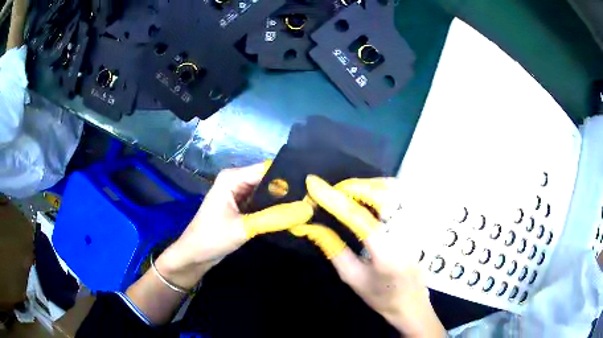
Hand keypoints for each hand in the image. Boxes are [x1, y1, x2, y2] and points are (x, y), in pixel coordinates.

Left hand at [156, 162, 313, 289]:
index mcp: (233, 178)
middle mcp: (236, 180)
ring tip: (308, 205)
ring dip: (283, 200)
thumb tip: (308, 209)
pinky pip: (262, 202)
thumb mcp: (244, 228)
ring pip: (267, 192)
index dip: (289, 176)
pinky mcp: (241, 206)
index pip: (267, 169)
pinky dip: (274, 208)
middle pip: (268, 179)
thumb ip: (274, 217)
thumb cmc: (212, 238)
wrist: (195, 255)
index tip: (312, 186)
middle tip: (314, 199)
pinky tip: (292, 213)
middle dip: (289, 189)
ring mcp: (239, 193)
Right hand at [291, 176, 445, 337]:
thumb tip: (311, 224)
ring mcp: (418, 224)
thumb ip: (333, 249)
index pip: (358, 218)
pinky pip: (401, 192)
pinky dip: (381, 186)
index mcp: (387, 254)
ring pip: (392, 187)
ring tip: (345, 192)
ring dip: (365, 184)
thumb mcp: (352, 277)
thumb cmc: (380, 296)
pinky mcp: (422, 220)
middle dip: (350, 187)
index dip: (333, 199)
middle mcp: (407, 233)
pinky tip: (367, 192)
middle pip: (379, 194)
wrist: (412, 302)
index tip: (313, 184)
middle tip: (329, 191)